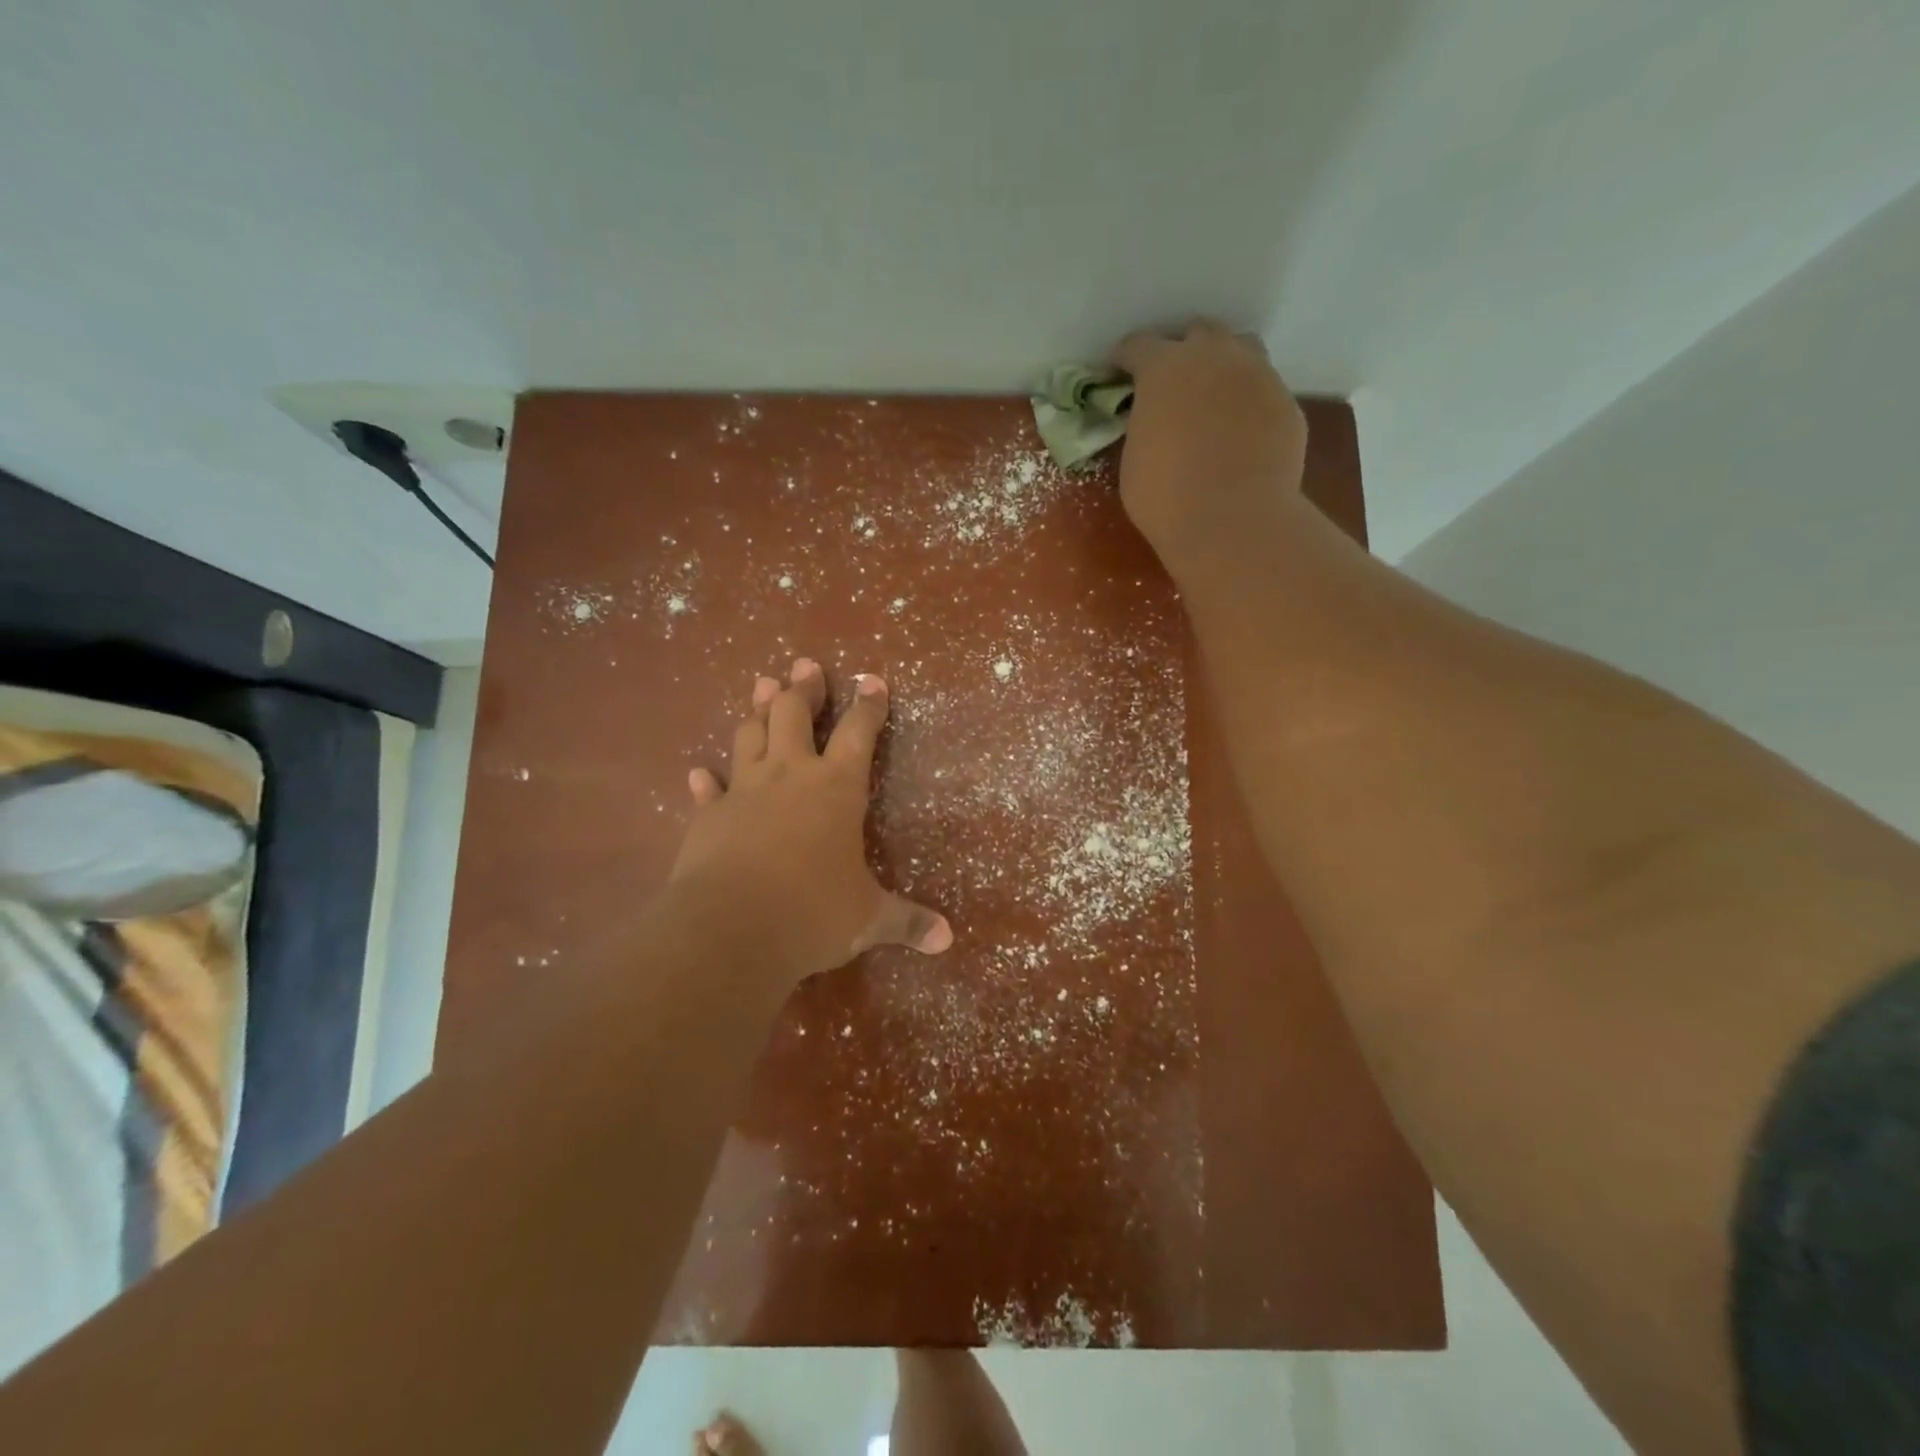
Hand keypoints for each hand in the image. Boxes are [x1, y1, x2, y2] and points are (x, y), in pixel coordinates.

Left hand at [671, 657, 952, 983]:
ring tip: (762, 687)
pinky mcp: (708, 817)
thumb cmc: (811, 913)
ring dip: (757, 710)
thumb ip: (907, 922)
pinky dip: (707, 780)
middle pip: (793, 714)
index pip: (858, 732)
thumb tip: (948, 941)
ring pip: (749, 736)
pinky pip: (709, 790)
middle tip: (804, 666)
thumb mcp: (867, 919)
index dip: (868, 704)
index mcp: (836, 788)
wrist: (730, 930)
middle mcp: (789, 776)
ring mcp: (744, 792)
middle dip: (802, 688)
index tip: (872, 679)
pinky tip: (699, 772)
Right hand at [1113, 320, 1309, 568]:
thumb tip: (1155, 423)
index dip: (1126, 358)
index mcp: (1165, 368)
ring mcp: (1257, 375)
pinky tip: (1242, 432)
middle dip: (1183, 352)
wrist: (1231, 519)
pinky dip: (1249, 403)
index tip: (1118, 371)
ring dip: (1224, 365)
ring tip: (1215, 396)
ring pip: (1242, 350)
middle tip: (1173, 383)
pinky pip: (1264, 391)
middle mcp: (1214, 357)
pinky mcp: (1286, 403)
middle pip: (1199, 333)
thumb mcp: (1135, 458)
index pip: (1139, 346)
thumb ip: (1144, 426)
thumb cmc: (1165, 495)